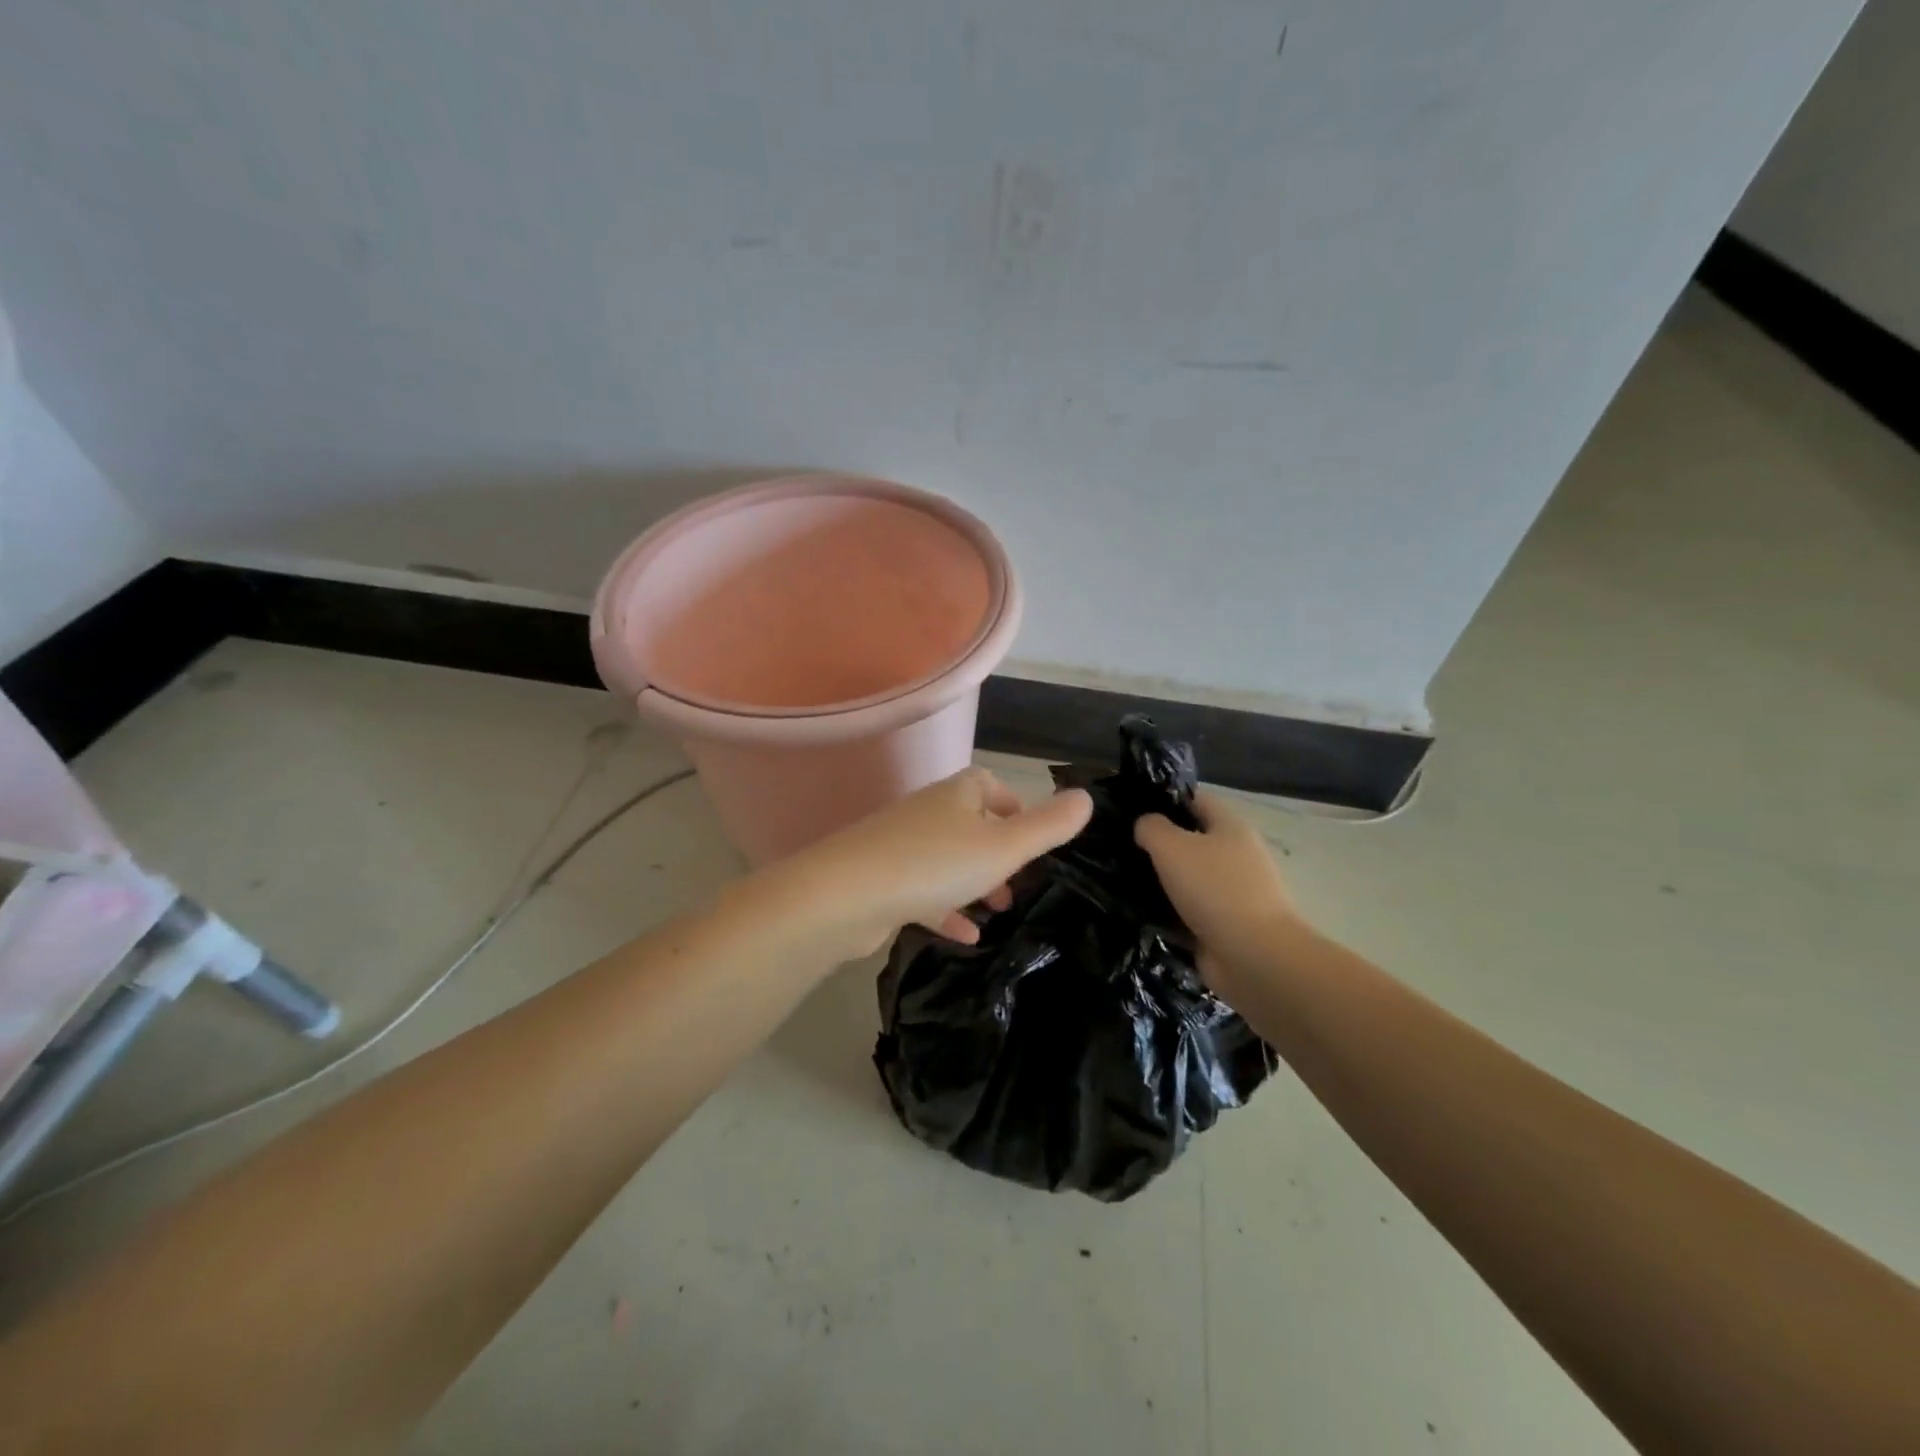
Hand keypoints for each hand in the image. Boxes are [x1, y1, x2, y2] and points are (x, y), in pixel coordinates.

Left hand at [775, 767, 1093, 958]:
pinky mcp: (882, 881)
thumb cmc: (935, 864)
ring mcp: (900, 847)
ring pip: (948, 860)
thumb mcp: (1004, 847)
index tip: (1033, 836)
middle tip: (1023, 881)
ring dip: (975, 882)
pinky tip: (966, 936)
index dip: (1013, 805)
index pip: (988, 785)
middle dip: (999, 851)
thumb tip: (1086, 797)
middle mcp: (927, 813)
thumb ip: (1048, 826)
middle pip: (970, 824)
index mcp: (956, 795)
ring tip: (1001, 910)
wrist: (845, 896)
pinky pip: (924, 891)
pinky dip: (947, 909)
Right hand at [1134, 791, 1299, 985]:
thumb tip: (1144, 825)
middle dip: (1158, 844)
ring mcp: (1232, 893)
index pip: (1195, 799)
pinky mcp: (1224, 926)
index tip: (1130, 808)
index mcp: (1230, 827)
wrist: (1253, 956)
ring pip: (1187, 878)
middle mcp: (1235, 856)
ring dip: (1160, 881)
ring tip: (1120, 880)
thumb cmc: (1214, 889)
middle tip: (1118, 846)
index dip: (1164, 799)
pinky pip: (1188, 912)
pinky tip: (1137, 913)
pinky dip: (1167, 913)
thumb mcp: (1172, 846)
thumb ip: (1151, 828)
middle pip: (1191, 840)